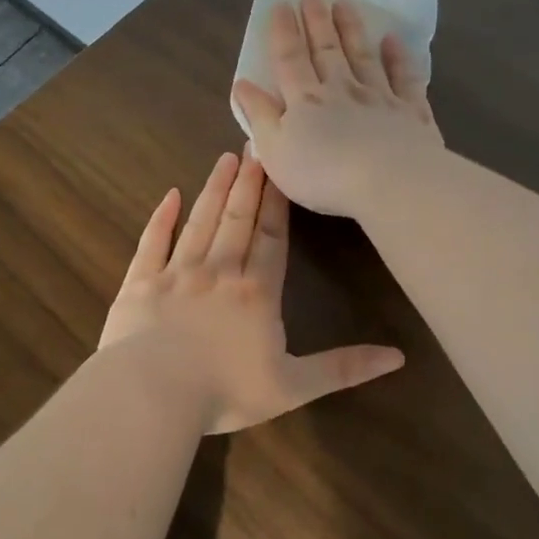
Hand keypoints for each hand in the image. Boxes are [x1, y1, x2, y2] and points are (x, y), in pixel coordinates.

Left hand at [98, 150, 403, 432]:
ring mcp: (176, 273)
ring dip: (214, 190)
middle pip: (237, 219)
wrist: (151, 393)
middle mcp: (219, 272)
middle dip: (249, 183)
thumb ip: (343, 368)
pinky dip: (161, 218)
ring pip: (200, 222)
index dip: (278, 204)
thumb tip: (398, 357)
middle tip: (255, 145)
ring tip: (226, 159)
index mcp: (257, 294)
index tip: (282, 169)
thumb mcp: (293, 387)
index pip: (272, 239)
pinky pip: (152, 242)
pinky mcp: (140, 282)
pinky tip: (170, 196)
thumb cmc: (224, 391)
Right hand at [231, 0, 444, 218]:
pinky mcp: (410, 111)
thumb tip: (242, 84)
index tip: (281, 4)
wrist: (389, 182)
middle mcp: (341, 90)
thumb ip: (259, 115)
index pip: (290, 60)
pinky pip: (404, 77)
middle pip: (327, 50)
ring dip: (352, 29)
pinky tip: (393, 41)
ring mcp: (379, 97)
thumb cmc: (323, 174)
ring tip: (344, 4)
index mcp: (305, 101)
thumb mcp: (275, 151)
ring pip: (362, 56)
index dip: (283, 32)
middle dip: (317, 21)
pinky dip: (398, 57)